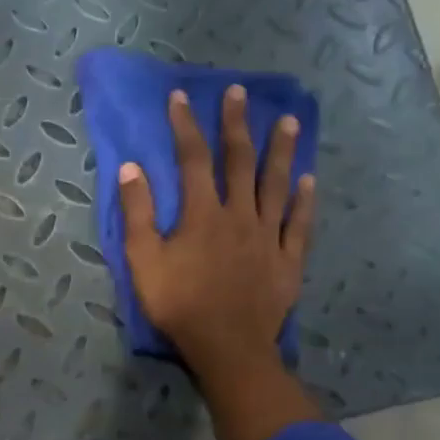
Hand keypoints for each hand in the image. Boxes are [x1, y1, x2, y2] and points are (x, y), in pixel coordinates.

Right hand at [118, 85, 314, 378]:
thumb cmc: (179, 305)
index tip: (181, 97)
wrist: (227, 346)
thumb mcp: (143, 261)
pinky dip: (305, 200)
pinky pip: (299, 224)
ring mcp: (268, 236)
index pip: (192, 160)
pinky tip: (310, 180)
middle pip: (239, 161)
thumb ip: (137, 214)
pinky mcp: (287, 259)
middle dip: (237, 124)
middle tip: (240, 93)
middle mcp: (239, 215)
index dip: (185, 126)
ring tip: (290, 122)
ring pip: (276, 185)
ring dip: (282, 151)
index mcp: (202, 214)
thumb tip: (130, 168)